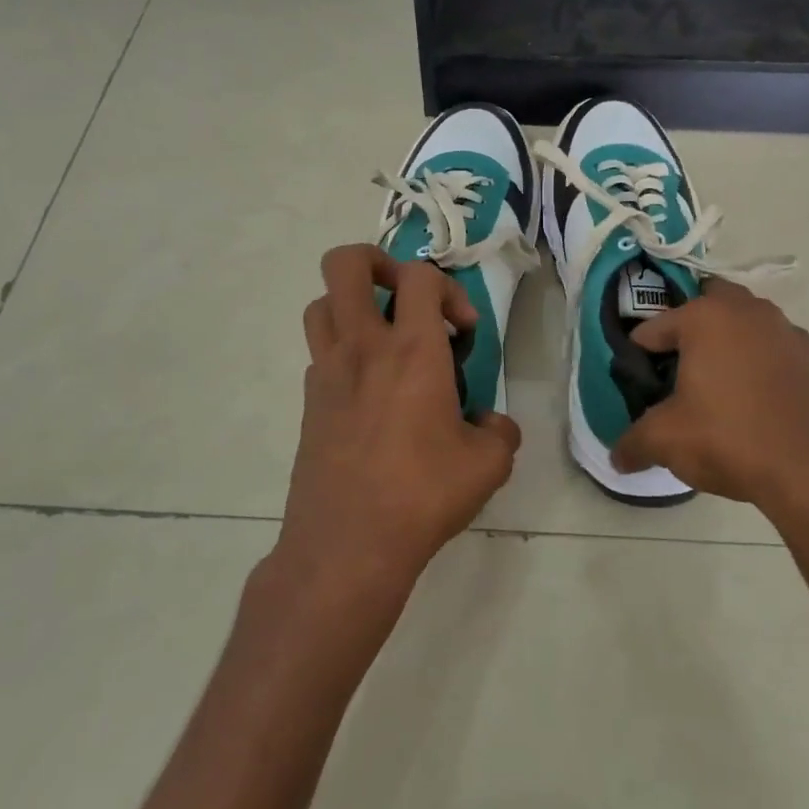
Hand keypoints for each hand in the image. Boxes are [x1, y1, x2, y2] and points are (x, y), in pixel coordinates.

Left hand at [274, 243, 521, 607]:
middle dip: (377, 263)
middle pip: (345, 264)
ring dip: (353, 305)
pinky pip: (320, 352)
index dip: (449, 289)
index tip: (463, 332)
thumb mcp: (487, 466)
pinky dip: (344, 352)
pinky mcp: (309, 402)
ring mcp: (327, 372)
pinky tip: (370, 393)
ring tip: (384, 339)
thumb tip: (492, 423)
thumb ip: (500, 432)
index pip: (420, 276)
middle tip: (406, 298)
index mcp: (412, 351)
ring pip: (322, 303)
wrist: (347, 546)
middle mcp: (363, 348)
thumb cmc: (422, 496)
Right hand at [612, 283, 808, 593]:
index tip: (638, 381)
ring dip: (730, 345)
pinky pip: (777, 354)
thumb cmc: (731, 440)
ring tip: (718, 389)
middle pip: (708, 304)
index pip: (655, 326)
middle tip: (678, 368)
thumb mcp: (667, 441)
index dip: (639, 354)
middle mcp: (750, 313)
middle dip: (690, 329)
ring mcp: (790, 334)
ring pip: (748, 326)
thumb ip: (634, 443)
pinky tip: (757, 407)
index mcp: (706, 317)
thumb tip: (617, 458)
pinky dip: (762, 368)